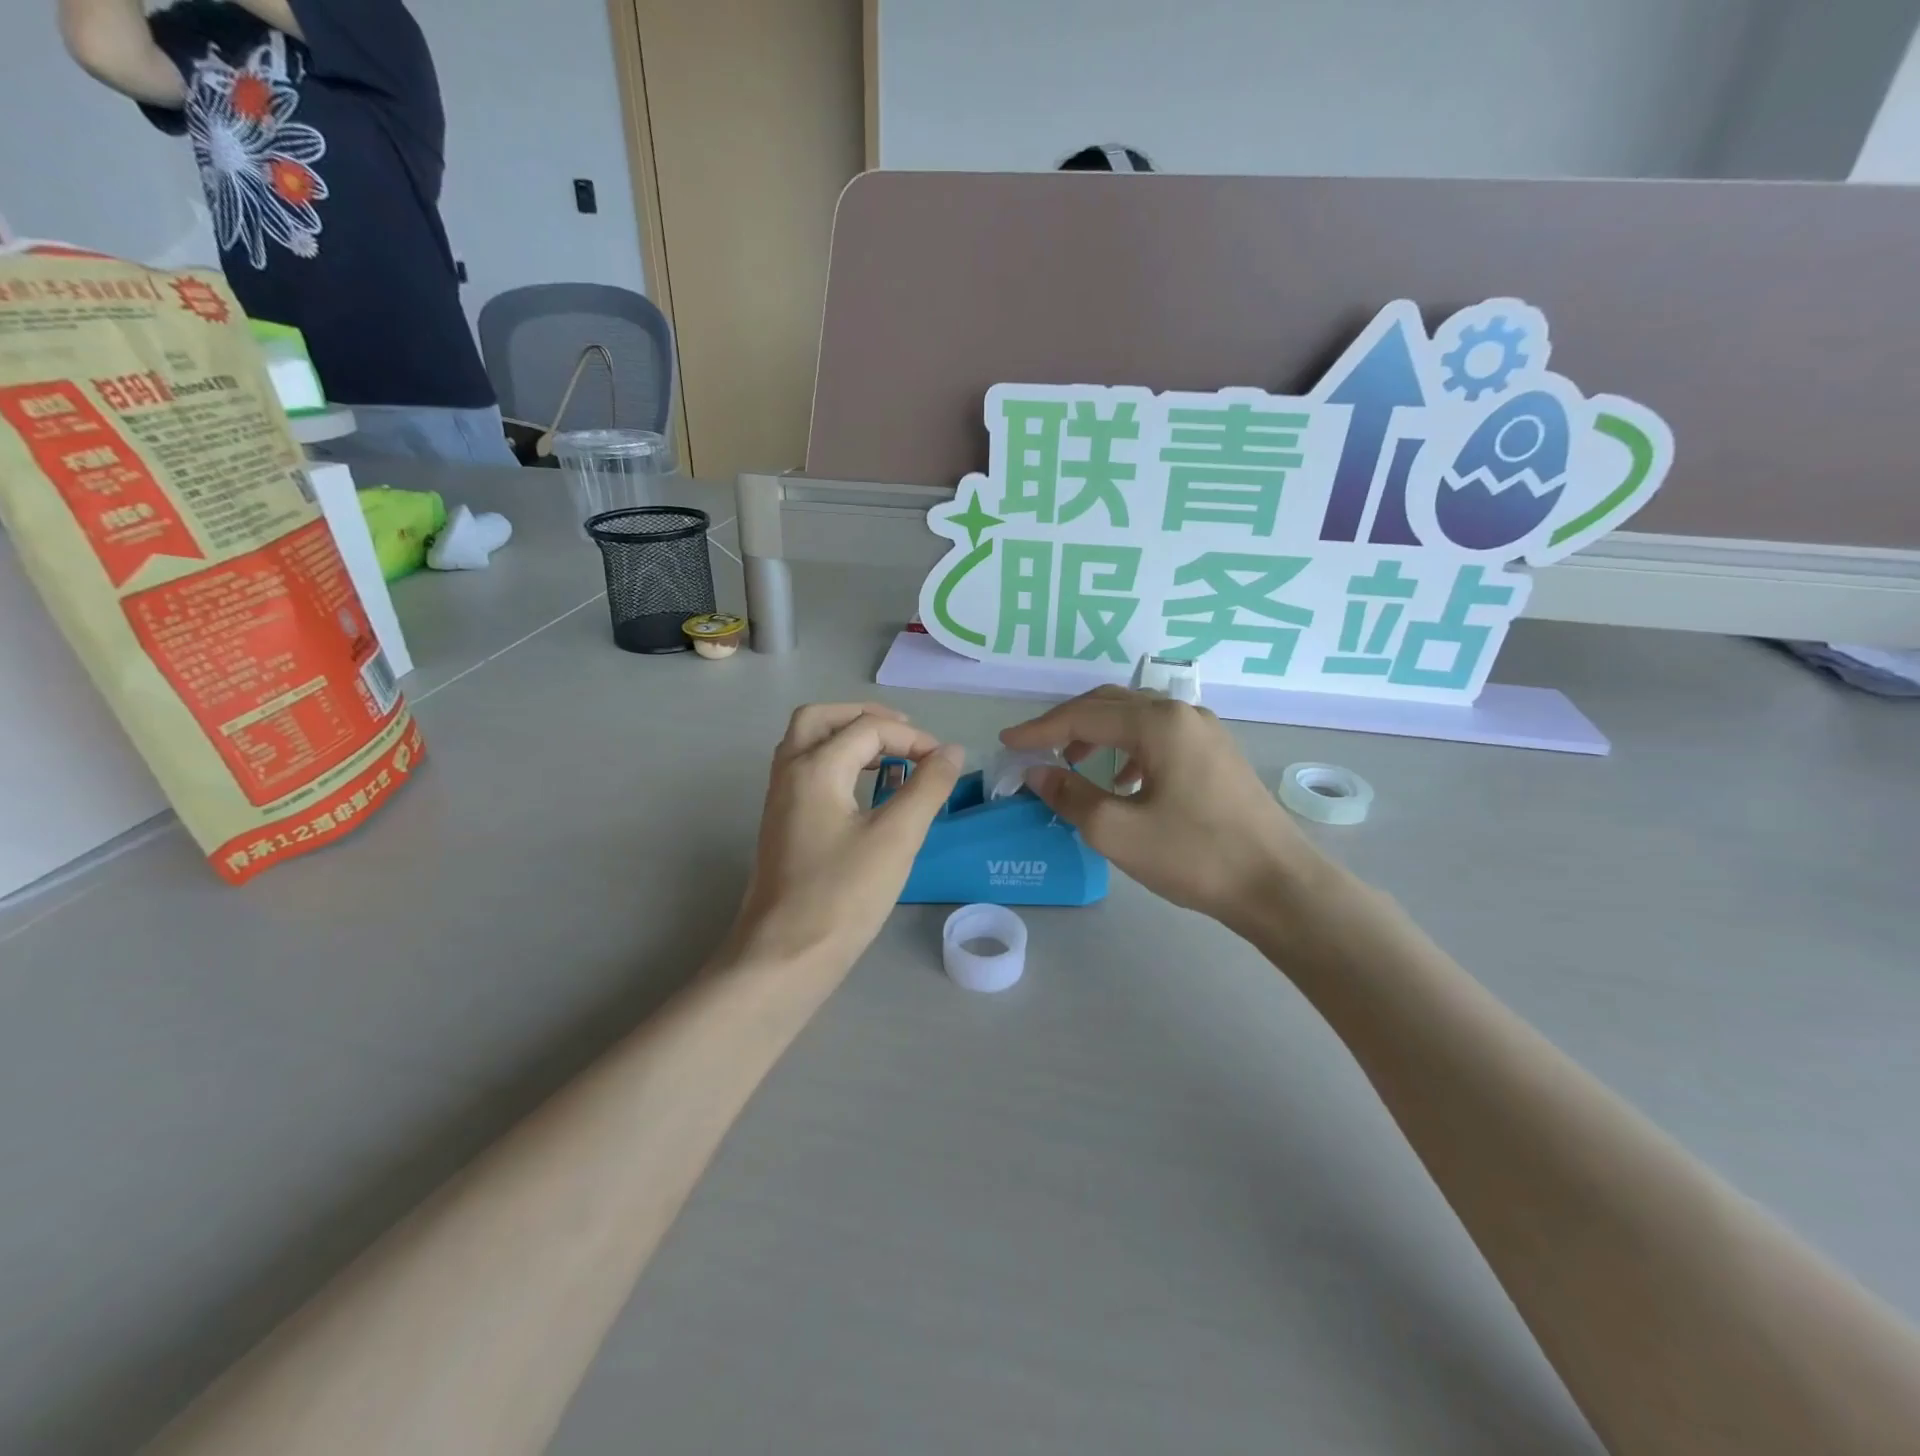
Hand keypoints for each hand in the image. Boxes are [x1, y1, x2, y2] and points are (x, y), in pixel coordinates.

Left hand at [723, 703, 963, 975]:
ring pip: (808, 744)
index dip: (912, 739)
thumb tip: (952, 752)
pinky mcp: (781, 824)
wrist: (785, 956)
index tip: (944, 764)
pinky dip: (836, 763)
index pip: (868, 730)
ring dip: (847, 738)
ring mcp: (779, 799)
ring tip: (889, 758)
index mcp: (815, 768)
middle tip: (903, 734)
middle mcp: (789, 773)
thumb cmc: (843, 895)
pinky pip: (806, 772)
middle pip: (820, 719)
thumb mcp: (896, 838)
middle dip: (864, 718)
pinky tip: (864, 792)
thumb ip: (927, 787)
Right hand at [1001, 686, 1327, 932]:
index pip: (1083, 716)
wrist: (1278, 885)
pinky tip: (1123, 782)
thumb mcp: (1117, 831)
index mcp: (1158, 723)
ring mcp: (1205, 732)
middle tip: (1035, 746)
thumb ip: (1070, 795)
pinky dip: (1128, 750)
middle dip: (1067, 723)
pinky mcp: (1217, 755)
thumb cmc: (1194, 856)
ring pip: (1136, 719)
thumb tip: (1037, 772)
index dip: (1039, 729)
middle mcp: (1183, 714)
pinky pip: (1160, 737)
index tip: (1006, 742)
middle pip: (1111, 705)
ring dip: (1098, 734)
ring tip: (1073, 763)